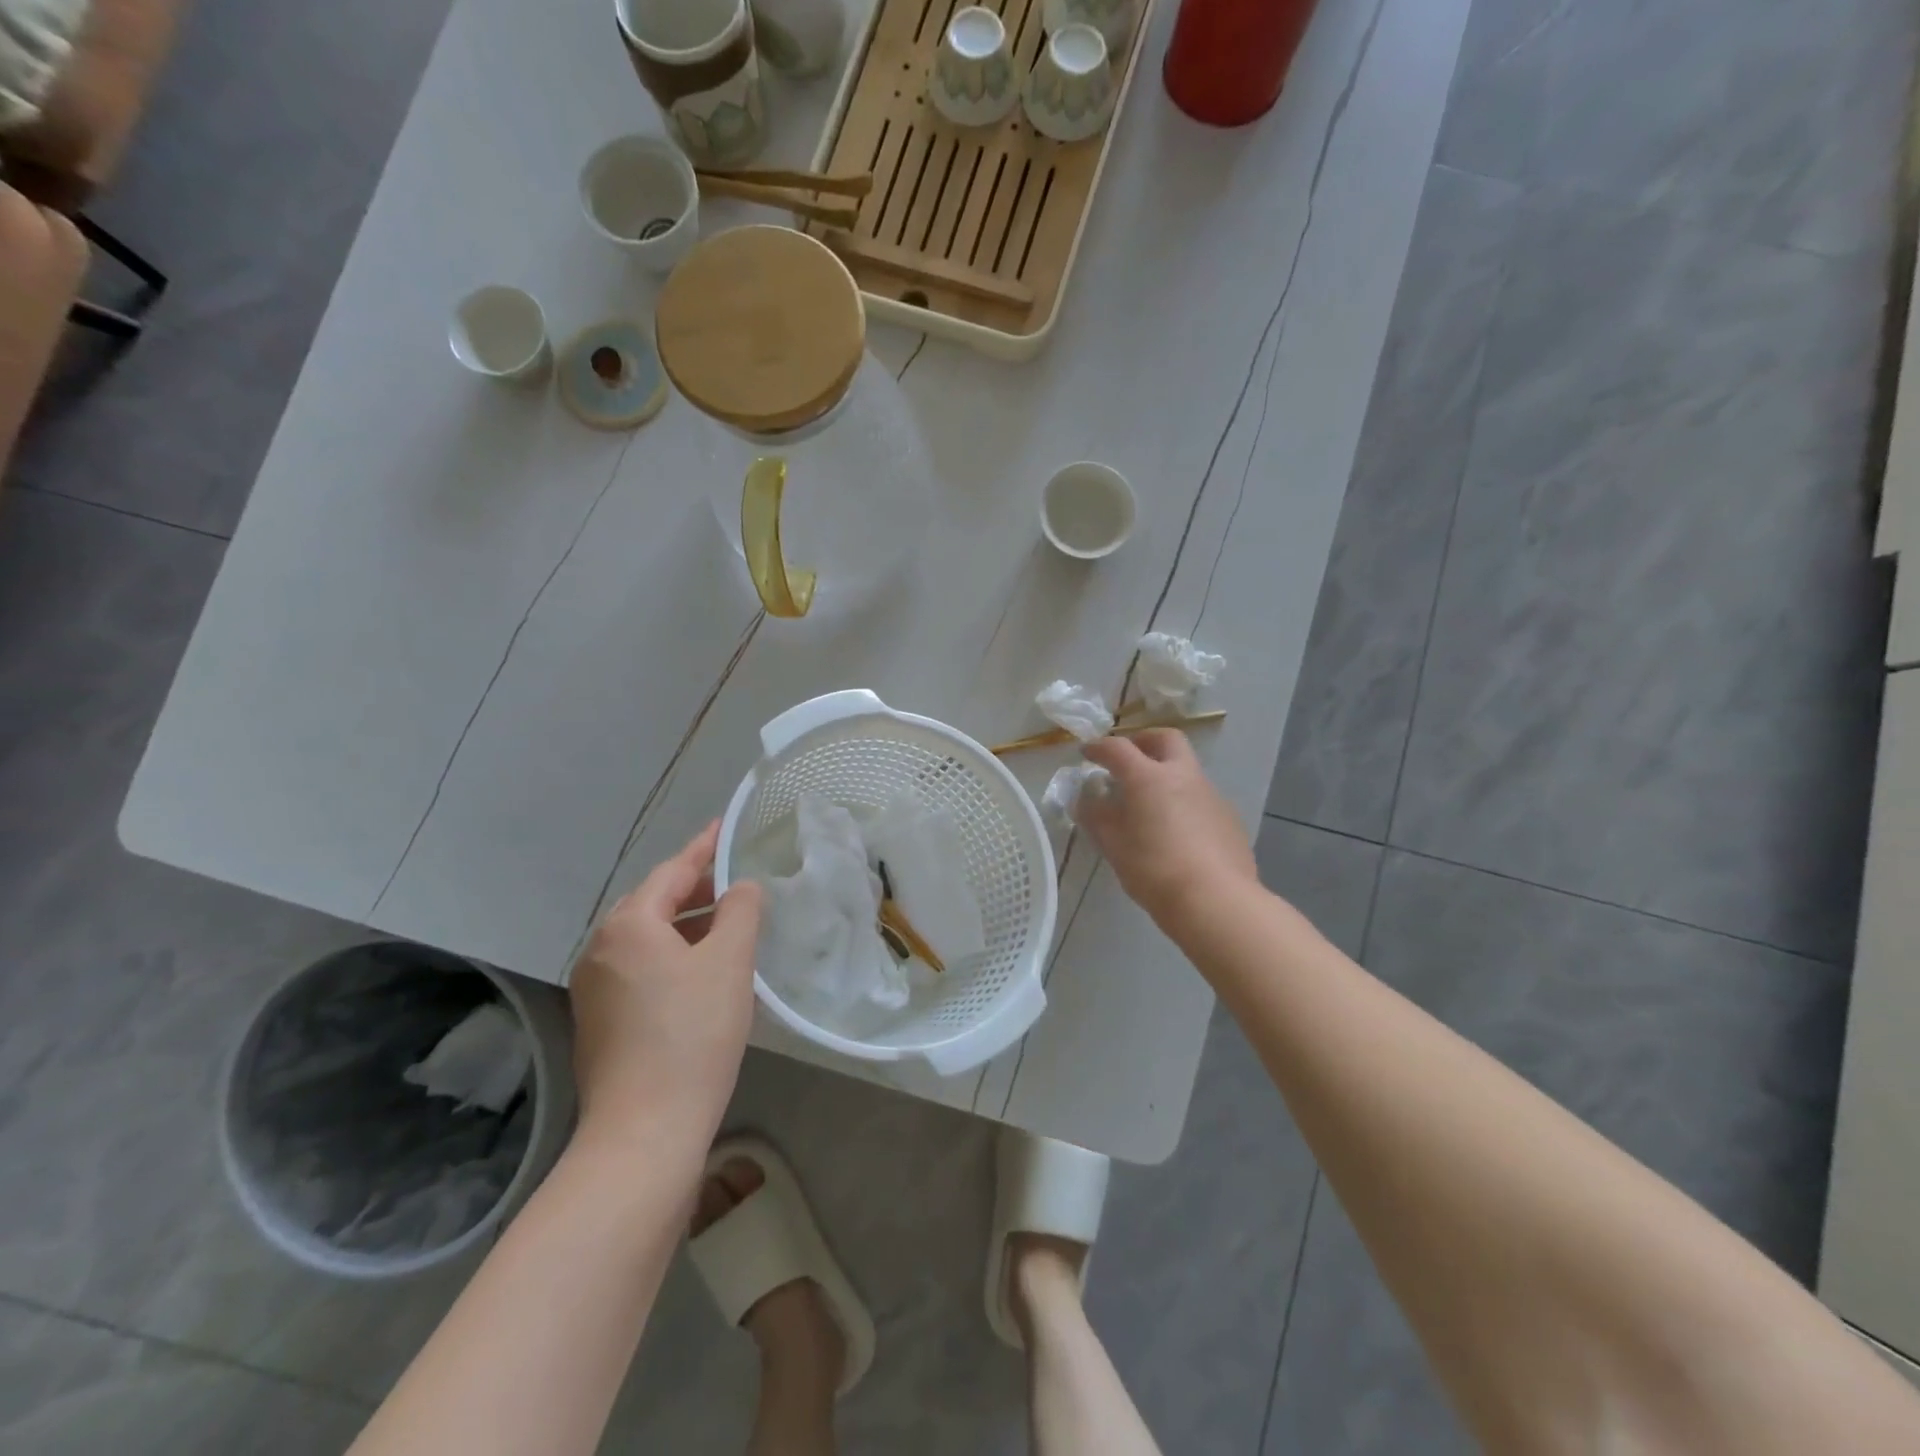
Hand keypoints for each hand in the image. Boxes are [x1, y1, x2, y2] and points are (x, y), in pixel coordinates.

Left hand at [569, 821, 763, 1158]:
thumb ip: (740, 911)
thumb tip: (740, 888)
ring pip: (646, 938)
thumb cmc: (692, 1036)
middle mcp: (600, 949)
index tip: (724, 826)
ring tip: (726, 926)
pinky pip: (639, 967)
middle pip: (654, 903)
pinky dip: (671, 956)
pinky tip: (700, 973)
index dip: (704, 848)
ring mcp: (594, 987)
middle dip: (696, 888)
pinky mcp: (599, 1020)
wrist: (644, 1132)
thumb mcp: (730, 963)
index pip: (672, 872)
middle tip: (735, 881)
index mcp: (629, 926)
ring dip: (686, 925)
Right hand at [1075, 729, 1257, 924]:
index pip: (1118, 748)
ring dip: (1167, 774)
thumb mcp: (1114, 846)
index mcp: (1149, 778)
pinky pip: (1202, 798)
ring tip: (1151, 803)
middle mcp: (1183, 776)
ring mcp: (1211, 795)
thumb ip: (1096, 817)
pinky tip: (1178, 832)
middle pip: (1166, 739)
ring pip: (1187, 769)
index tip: (1086, 753)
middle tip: (1129, 759)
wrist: (1216, 901)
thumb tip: (1086, 799)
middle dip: (1144, 741)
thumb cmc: (1154, 870)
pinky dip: (1184, 802)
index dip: (1099, 748)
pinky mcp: (1230, 818)